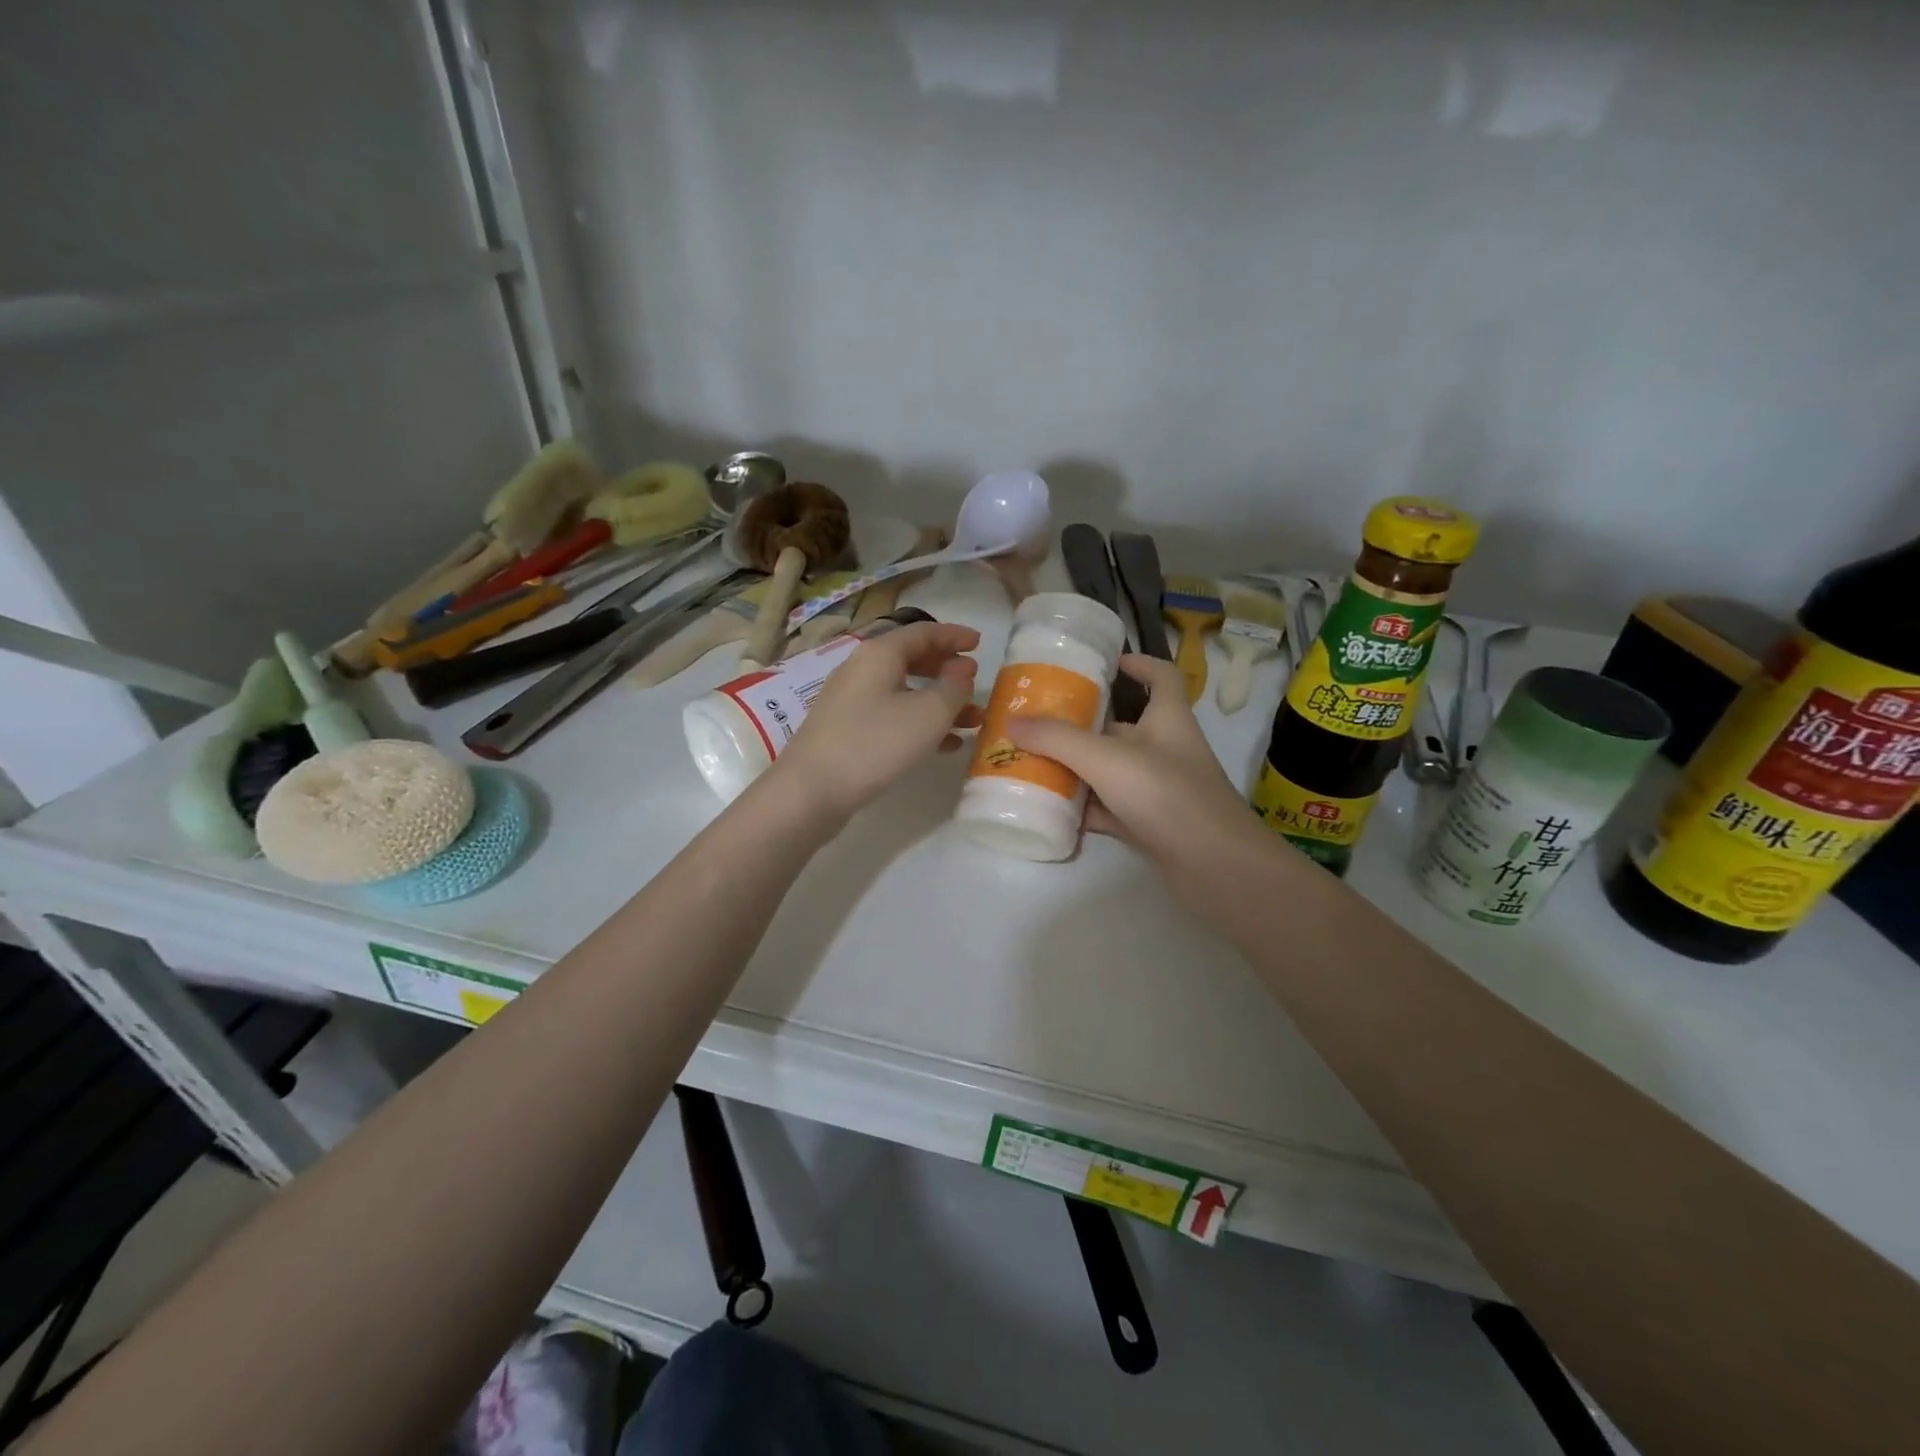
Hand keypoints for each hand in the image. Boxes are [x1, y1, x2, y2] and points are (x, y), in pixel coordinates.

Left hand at [770, 621, 983, 821]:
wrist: (812, 790)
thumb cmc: (875, 742)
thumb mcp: (928, 714)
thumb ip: (953, 688)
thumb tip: (962, 670)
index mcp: (879, 653)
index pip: (923, 632)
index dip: (954, 635)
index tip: (981, 643)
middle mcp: (862, 670)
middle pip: (912, 660)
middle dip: (947, 671)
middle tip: (975, 682)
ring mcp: (851, 702)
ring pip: (905, 693)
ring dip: (940, 703)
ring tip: (973, 720)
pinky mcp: (848, 732)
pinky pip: (892, 718)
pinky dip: (920, 725)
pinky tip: (946, 745)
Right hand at [1007, 655, 1275, 896]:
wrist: (1217, 867)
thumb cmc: (1167, 795)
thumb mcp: (1107, 758)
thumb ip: (1058, 739)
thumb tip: (1012, 721)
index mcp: (1167, 719)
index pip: (1163, 677)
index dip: (1140, 663)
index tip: (1108, 663)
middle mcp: (1164, 750)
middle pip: (1122, 727)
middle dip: (1083, 723)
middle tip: (1039, 720)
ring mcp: (1158, 790)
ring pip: (1111, 771)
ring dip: (1077, 767)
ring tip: (1032, 762)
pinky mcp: (1150, 825)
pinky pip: (1109, 809)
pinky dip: (1084, 809)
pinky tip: (1051, 809)